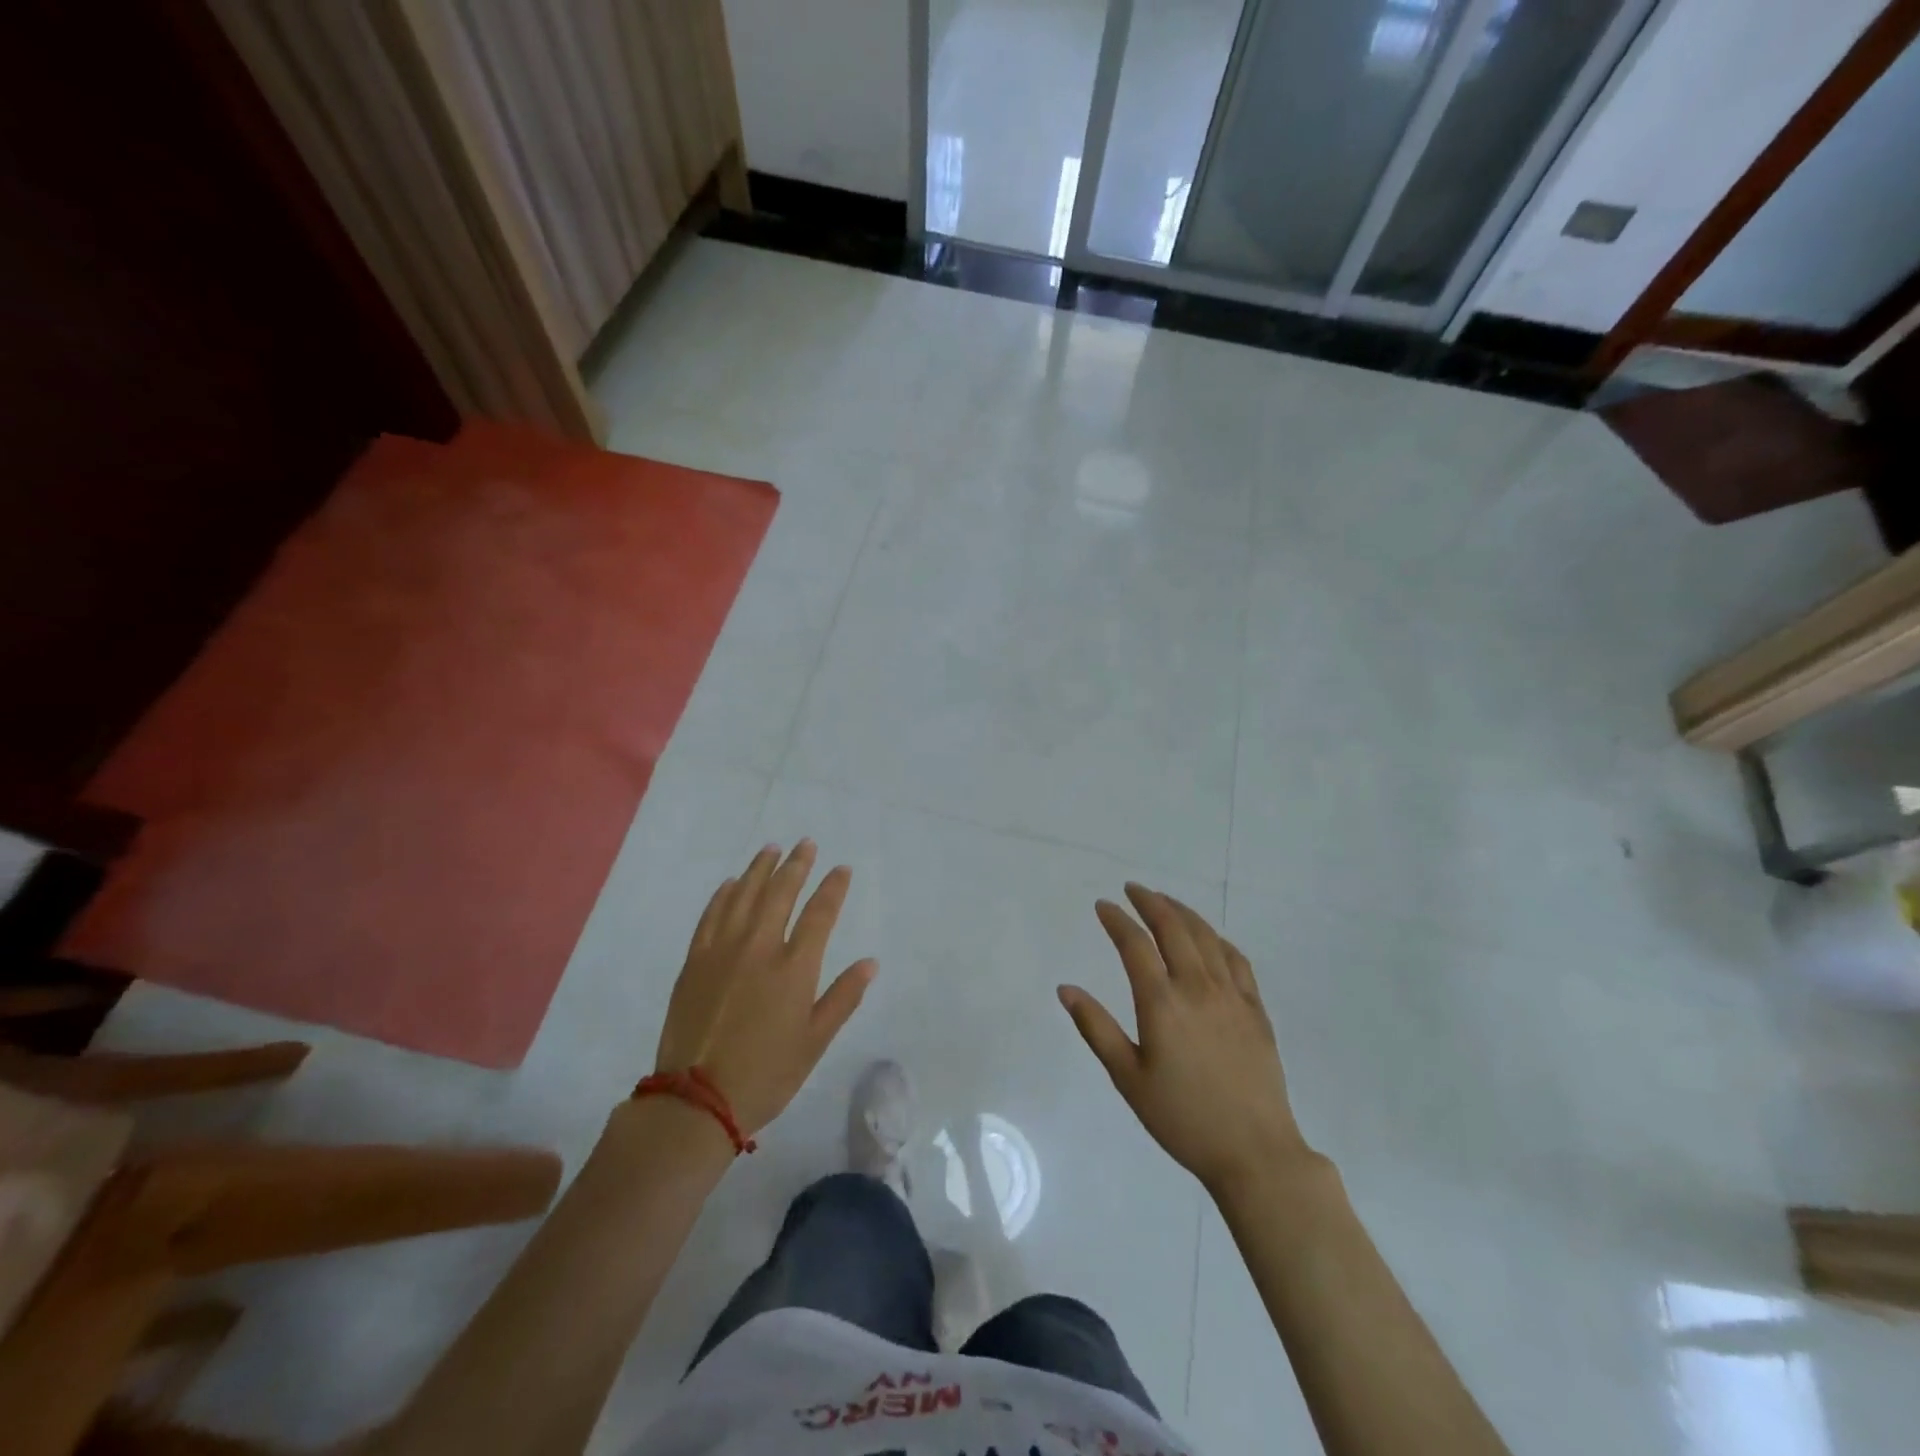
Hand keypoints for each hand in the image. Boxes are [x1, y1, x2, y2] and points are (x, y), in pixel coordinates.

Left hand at [654, 841, 874, 1135]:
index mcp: (794, 968)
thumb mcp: (815, 1042)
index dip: (832, 887)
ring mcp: (722, 951)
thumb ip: (843, 997)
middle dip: (796, 865)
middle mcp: (759, 948)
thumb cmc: (766, 1074)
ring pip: (743, 896)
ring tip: (771, 848)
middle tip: (806, 843)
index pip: (820, 914)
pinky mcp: (694, 961)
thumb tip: (870, 962)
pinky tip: (731, 883)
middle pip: (780, 893)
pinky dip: (723, 895)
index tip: (841, 868)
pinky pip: (711, 915)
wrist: (696, 1100)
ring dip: (760, 869)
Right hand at [1060, 884, 1309, 1194]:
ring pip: (1206, 938)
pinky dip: (1218, 939)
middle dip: (1150, 903)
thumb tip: (1066, 988)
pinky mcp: (1255, 1009)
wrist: (1254, 1152)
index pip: (1135, 945)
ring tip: (1165, 901)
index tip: (1103, 905)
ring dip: (1183, 913)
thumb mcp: (1128, 1078)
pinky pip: (1237, 960)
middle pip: (1173, 929)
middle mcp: (1197, 987)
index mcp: (1162, 1003)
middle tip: (1133, 889)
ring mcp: (1231, 995)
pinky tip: (1210, 937)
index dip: (1117, 920)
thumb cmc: (1182, 1118)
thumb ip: (1096, 1028)